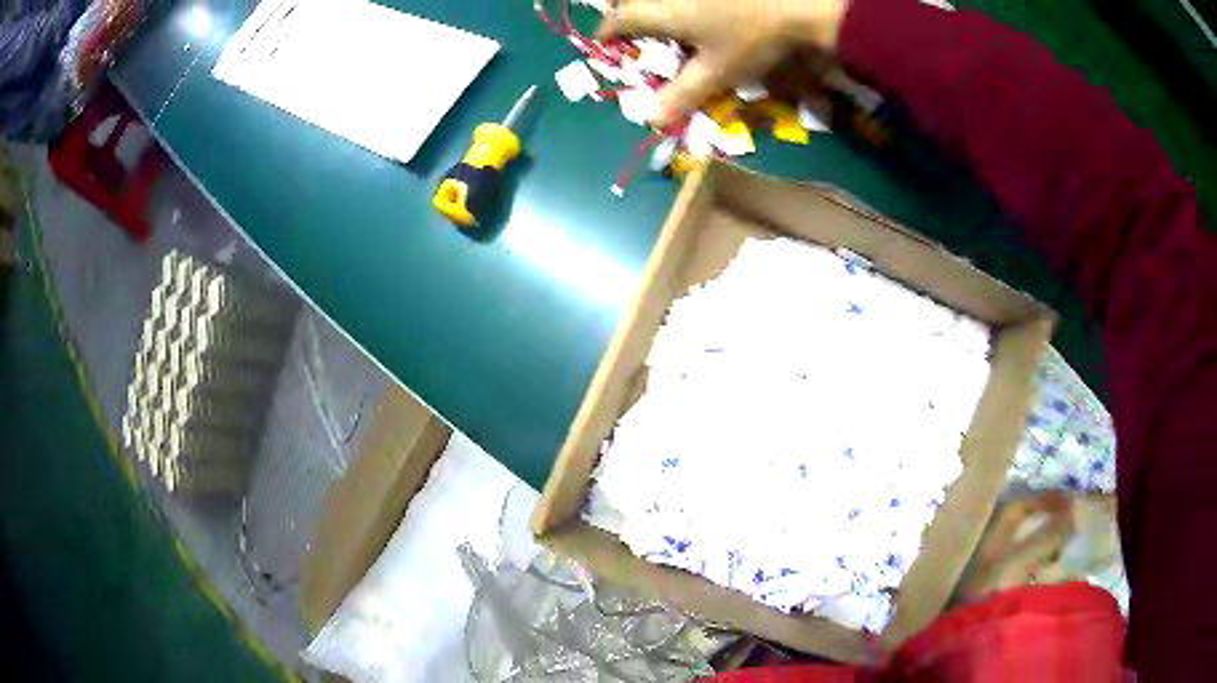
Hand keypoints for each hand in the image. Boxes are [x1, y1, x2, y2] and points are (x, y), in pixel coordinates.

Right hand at [597, 0, 847, 126]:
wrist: (799, 4)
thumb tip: (651, 121)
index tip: (606, 47)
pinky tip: (697, 15)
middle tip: (635, 35)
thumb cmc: (752, 38)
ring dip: (653, 9)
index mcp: (660, 11)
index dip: (607, 35)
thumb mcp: (717, 72)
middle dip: (626, 15)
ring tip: (666, 28)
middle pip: (631, 0)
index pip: (617, 21)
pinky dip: (678, 5)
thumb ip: (682, 94)